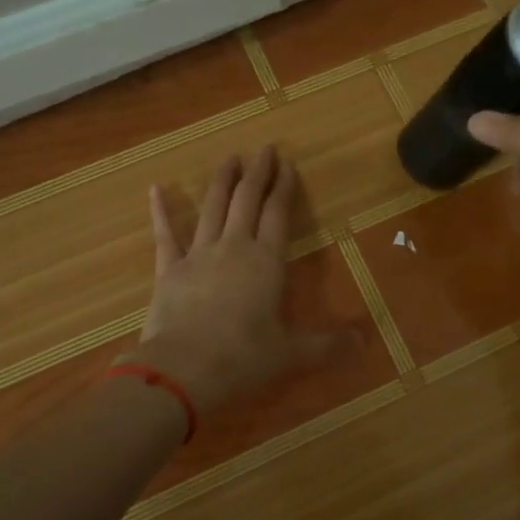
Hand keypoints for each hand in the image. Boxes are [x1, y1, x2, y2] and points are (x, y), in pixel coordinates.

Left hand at [131, 146, 353, 413]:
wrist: (183, 370)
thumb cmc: (243, 358)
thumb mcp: (290, 354)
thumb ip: (326, 345)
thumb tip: (364, 343)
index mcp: (267, 262)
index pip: (278, 214)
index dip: (284, 187)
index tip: (287, 164)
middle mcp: (234, 247)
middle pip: (247, 200)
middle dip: (258, 173)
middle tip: (264, 149)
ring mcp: (199, 254)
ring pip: (212, 207)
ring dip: (222, 181)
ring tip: (229, 158)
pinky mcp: (169, 269)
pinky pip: (165, 234)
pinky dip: (160, 211)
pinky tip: (155, 189)